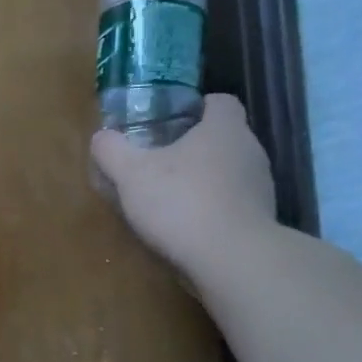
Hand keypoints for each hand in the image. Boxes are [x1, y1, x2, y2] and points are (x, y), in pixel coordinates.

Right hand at [90, 95, 276, 276]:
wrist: (231, 259)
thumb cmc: (181, 202)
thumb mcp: (131, 174)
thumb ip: (112, 151)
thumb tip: (101, 138)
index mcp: (224, 129)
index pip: (219, 102)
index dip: (196, 107)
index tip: (171, 121)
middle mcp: (250, 151)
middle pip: (223, 138)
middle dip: (194, 147)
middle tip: (159, 162)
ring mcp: (260, 187)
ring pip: (229, 172)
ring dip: (204, 180)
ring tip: (170, 198)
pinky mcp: (260, 220)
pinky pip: (233, 204)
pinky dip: (212, 209)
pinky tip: (187, 226)